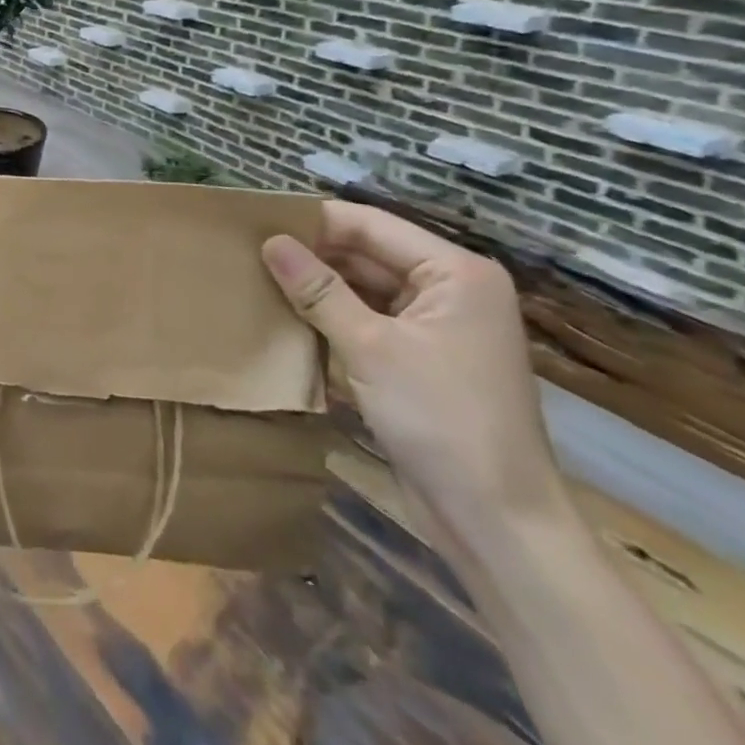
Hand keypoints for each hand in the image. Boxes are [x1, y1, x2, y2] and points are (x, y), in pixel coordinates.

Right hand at [261, 201, 562, 535]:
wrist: (497, 524)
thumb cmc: (442, 421)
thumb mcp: (371, 348)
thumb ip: (318, 289)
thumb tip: (269, 241)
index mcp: (455, 272)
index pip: (369, 225)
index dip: (313, 220)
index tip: (255, 221)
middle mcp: (450, 289)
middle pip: (367, 252)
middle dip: (312, 253)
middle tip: (247, 250)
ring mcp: (437, 325)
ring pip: (364, 286)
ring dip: (318, 285)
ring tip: (256, 275)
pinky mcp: (421, 357)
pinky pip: (369, 318)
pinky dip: (332, 315)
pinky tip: (286, 313)